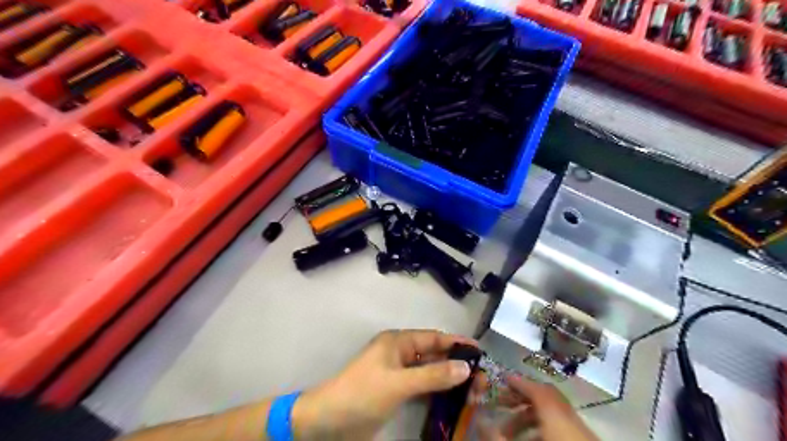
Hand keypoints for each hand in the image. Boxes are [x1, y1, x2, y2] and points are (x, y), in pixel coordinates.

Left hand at [291, 330, 479, 438]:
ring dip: (448, 377)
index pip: (433, 337)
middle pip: (433, 354)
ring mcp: (398, 372)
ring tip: (474, 388)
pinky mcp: (395, 390)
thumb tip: (466, 367)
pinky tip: (453, 397)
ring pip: (429, 370)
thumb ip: (433, 376)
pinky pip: (422, 385)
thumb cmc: (363, 393)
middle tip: (482, 377)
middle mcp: (400, 353)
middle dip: (456, 362)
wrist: (328, 419)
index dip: (456, 342)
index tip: (480, 350)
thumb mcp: (399, 383)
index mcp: (398, 341)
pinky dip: (437, 390)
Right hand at [480, 376, 596, 440]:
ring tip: (508, 432)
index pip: (540, 392)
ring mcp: (584, 439)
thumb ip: (497, 439)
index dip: (520, 383)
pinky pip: (564, 433)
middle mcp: (576, 426)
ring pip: (556, 419)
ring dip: (531, 420)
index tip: (502, 379)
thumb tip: (481, 421)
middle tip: (501, 404)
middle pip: (549, 402)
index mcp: (559, 423)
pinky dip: (544, 432)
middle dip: (522, 401)